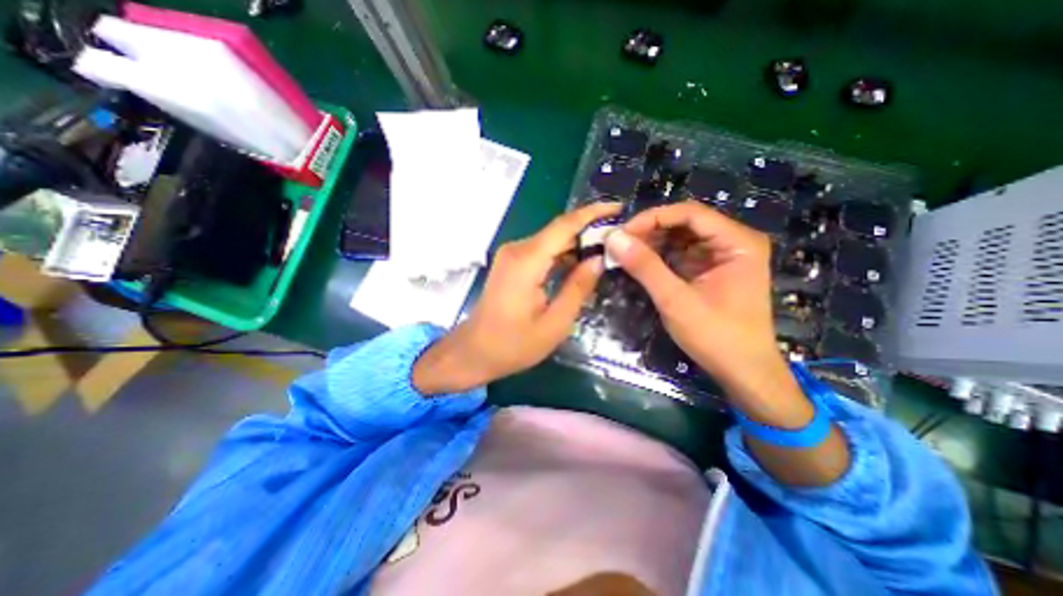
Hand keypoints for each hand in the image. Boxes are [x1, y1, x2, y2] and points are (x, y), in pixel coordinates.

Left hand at [413, 202, 625, 393]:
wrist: (474, 351)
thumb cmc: (513, 344)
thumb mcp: (554, 324)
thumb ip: (578, 288)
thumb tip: (598, 260)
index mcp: (527, 261)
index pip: (564, 226)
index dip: (593, 213)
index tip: (619, 208)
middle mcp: (517, 250)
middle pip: (558, 230)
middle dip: (589, 231)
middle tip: (620, 238)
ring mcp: (511, 255)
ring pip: (551, 240)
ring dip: (577, 244)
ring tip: (607, 251)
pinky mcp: (511, 263)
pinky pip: (542, 251)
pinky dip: (562, 255)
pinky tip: (580, 264)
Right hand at [606, 199, 778, 388]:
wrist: (742, 371)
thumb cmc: (716, 336)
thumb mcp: (676, 300)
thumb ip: (645, 267)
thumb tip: (613, 238)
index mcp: (738, 242)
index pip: (690, 213)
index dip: (653, 218)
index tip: (623, 232)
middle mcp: (733, 242)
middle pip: (685, 223)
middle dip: (650, 231)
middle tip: (619, 244)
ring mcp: (723, 257)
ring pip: (681, 238)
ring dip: (652, 243)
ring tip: (625, 252)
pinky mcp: (711, 271)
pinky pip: (682, 254)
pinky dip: (659, 257)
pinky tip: (640, 263)